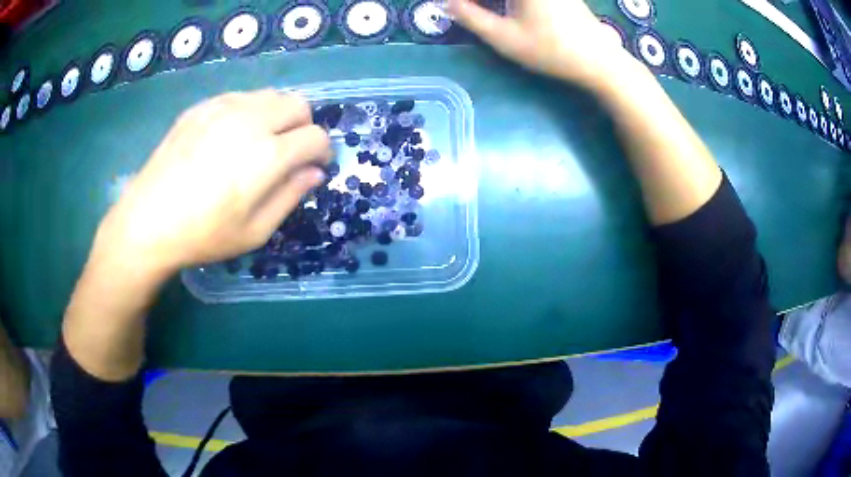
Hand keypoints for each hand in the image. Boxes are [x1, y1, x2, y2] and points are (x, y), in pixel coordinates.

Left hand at [92, 90, 330, 279]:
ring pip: (271, 95)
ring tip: (259, 143)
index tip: (313, 167)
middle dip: (304, 127)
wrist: (148, 221)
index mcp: (266, 156)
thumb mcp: (254, 231)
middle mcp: (250, 120)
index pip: (315, 137)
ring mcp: (223, 107)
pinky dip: (249, 112)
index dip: (322, 152)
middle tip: (288, 153)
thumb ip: (290, 196)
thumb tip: (314, 172)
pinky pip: (241, 97)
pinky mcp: (202, 106)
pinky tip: (229, 138)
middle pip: (298, 105)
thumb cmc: (203, 235)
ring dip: (277, 116)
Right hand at [449, 0, 637, 88]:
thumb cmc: (550, 49)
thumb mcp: (504, 37)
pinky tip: (506, 10)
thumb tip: (448, 3)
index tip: (453, 7)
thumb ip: (470, 17)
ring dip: (495, 2)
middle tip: (467, 9)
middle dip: (480, 2)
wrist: (600, 61)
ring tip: (481, 11)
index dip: (465, 1)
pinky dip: (510, 2)